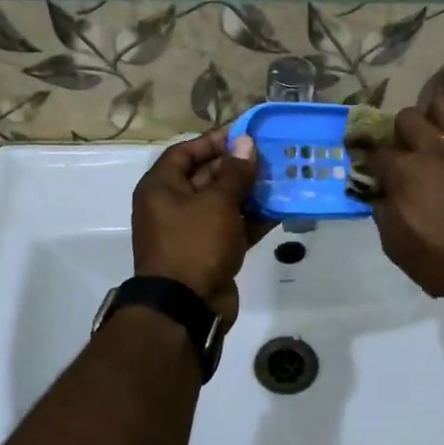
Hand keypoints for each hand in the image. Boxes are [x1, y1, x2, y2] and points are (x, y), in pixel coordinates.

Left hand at [132, 130, 263, 322]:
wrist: (186, 308)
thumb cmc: (195, 245)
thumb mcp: (217, 203)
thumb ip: (234, 172)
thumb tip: (246, 143)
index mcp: (161, 188)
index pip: (185, 152)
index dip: (214, 142)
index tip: (246, 136)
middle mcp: (172, 206)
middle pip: (206, 176)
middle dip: (238, 167)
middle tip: (272, 157)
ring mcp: (192, 231)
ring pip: (223, 203)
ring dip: (250, 193)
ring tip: (282, 179)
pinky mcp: (210, 253)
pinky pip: (233, 227)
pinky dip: (253, 219)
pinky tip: (280, 209)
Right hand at [366, 89, 443, 299]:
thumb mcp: (396, 246)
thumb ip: (383, 212)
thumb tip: (381, 193)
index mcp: (404, 171)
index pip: (377, 152)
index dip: (374, 163)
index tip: (378, 173)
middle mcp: (434, 147)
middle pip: (407, 117)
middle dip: (402, 133)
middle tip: (410, 153)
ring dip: (436, 115)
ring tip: (440, 133)